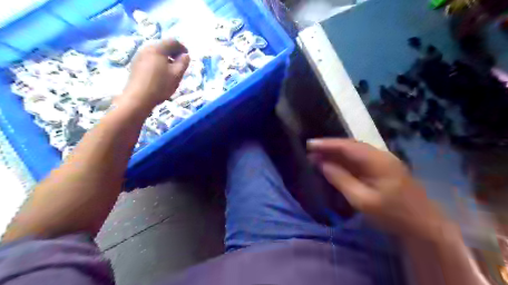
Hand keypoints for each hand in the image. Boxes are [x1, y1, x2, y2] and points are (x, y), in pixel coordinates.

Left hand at [121, 38, 189, 111]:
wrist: (138, 98)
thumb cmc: (160, 86)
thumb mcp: (176, 75)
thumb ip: (183, 63)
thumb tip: (185, 55)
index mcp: (157, 49)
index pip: (172, 41)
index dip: (182, 47)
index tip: (187, 56)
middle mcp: (146, 48)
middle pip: (163, 46)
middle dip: (173, 52)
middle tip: (181, 63)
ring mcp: (139, 56)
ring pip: (156, 53)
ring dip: (166, 58)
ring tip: (172, 70)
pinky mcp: (135, 65)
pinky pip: (150, 59)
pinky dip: (158, 62)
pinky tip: (161, 74)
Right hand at [307, 139, 449, 241]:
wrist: (424, 226)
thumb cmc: (392, 215)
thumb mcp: (362, 200)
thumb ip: (341, 179)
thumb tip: (322, 164)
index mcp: (377, 161)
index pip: (347, 146)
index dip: (327, 144)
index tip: (309, 144)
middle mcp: (380, 155)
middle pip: (350, 145)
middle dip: (329, 147)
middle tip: (311, 150)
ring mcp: (383, 161)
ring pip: (354, 151)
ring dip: (336, 153)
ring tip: (318, 156)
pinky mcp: (383, 168)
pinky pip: (359, 159)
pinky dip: (345, 160)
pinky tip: (335, 163)